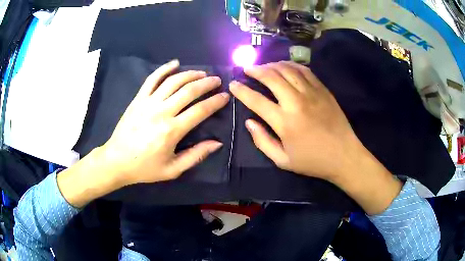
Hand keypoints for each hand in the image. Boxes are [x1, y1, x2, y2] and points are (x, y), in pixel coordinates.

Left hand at [58, 60, 229, 207]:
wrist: (117, 160)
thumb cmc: (145, 167)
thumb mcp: (173, 169)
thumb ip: (196, 155)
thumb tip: (217, 143)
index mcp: (172, 130)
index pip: (200, 110)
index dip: (215, 102)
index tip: (225, 96)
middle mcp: (162, 112)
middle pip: (189, 91)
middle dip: (206, 83)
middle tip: (216, 80)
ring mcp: (148, 102)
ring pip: (173, 81)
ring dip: (190, 74)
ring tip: (201, 73)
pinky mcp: (138, 99)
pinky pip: (152, 79)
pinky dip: (164, 69)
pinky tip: (175, 63)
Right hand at [229, 61, 360, 180]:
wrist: (344, 156)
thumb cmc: (313, 161)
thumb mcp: (283, 161)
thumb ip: (263, 141)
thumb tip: (249, 122)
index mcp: (285, 122)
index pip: (256, 100)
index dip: (241, 91)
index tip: (233, 84)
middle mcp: (296, 102)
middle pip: (271, 77)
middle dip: (255, 70)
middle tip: (247, 69)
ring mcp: (312, 93)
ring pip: (287, 70)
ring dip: (272, 65)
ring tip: (263, 66)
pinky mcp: (323, 90)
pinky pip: (304, 71)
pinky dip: (291, 65)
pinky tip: (284, 66)